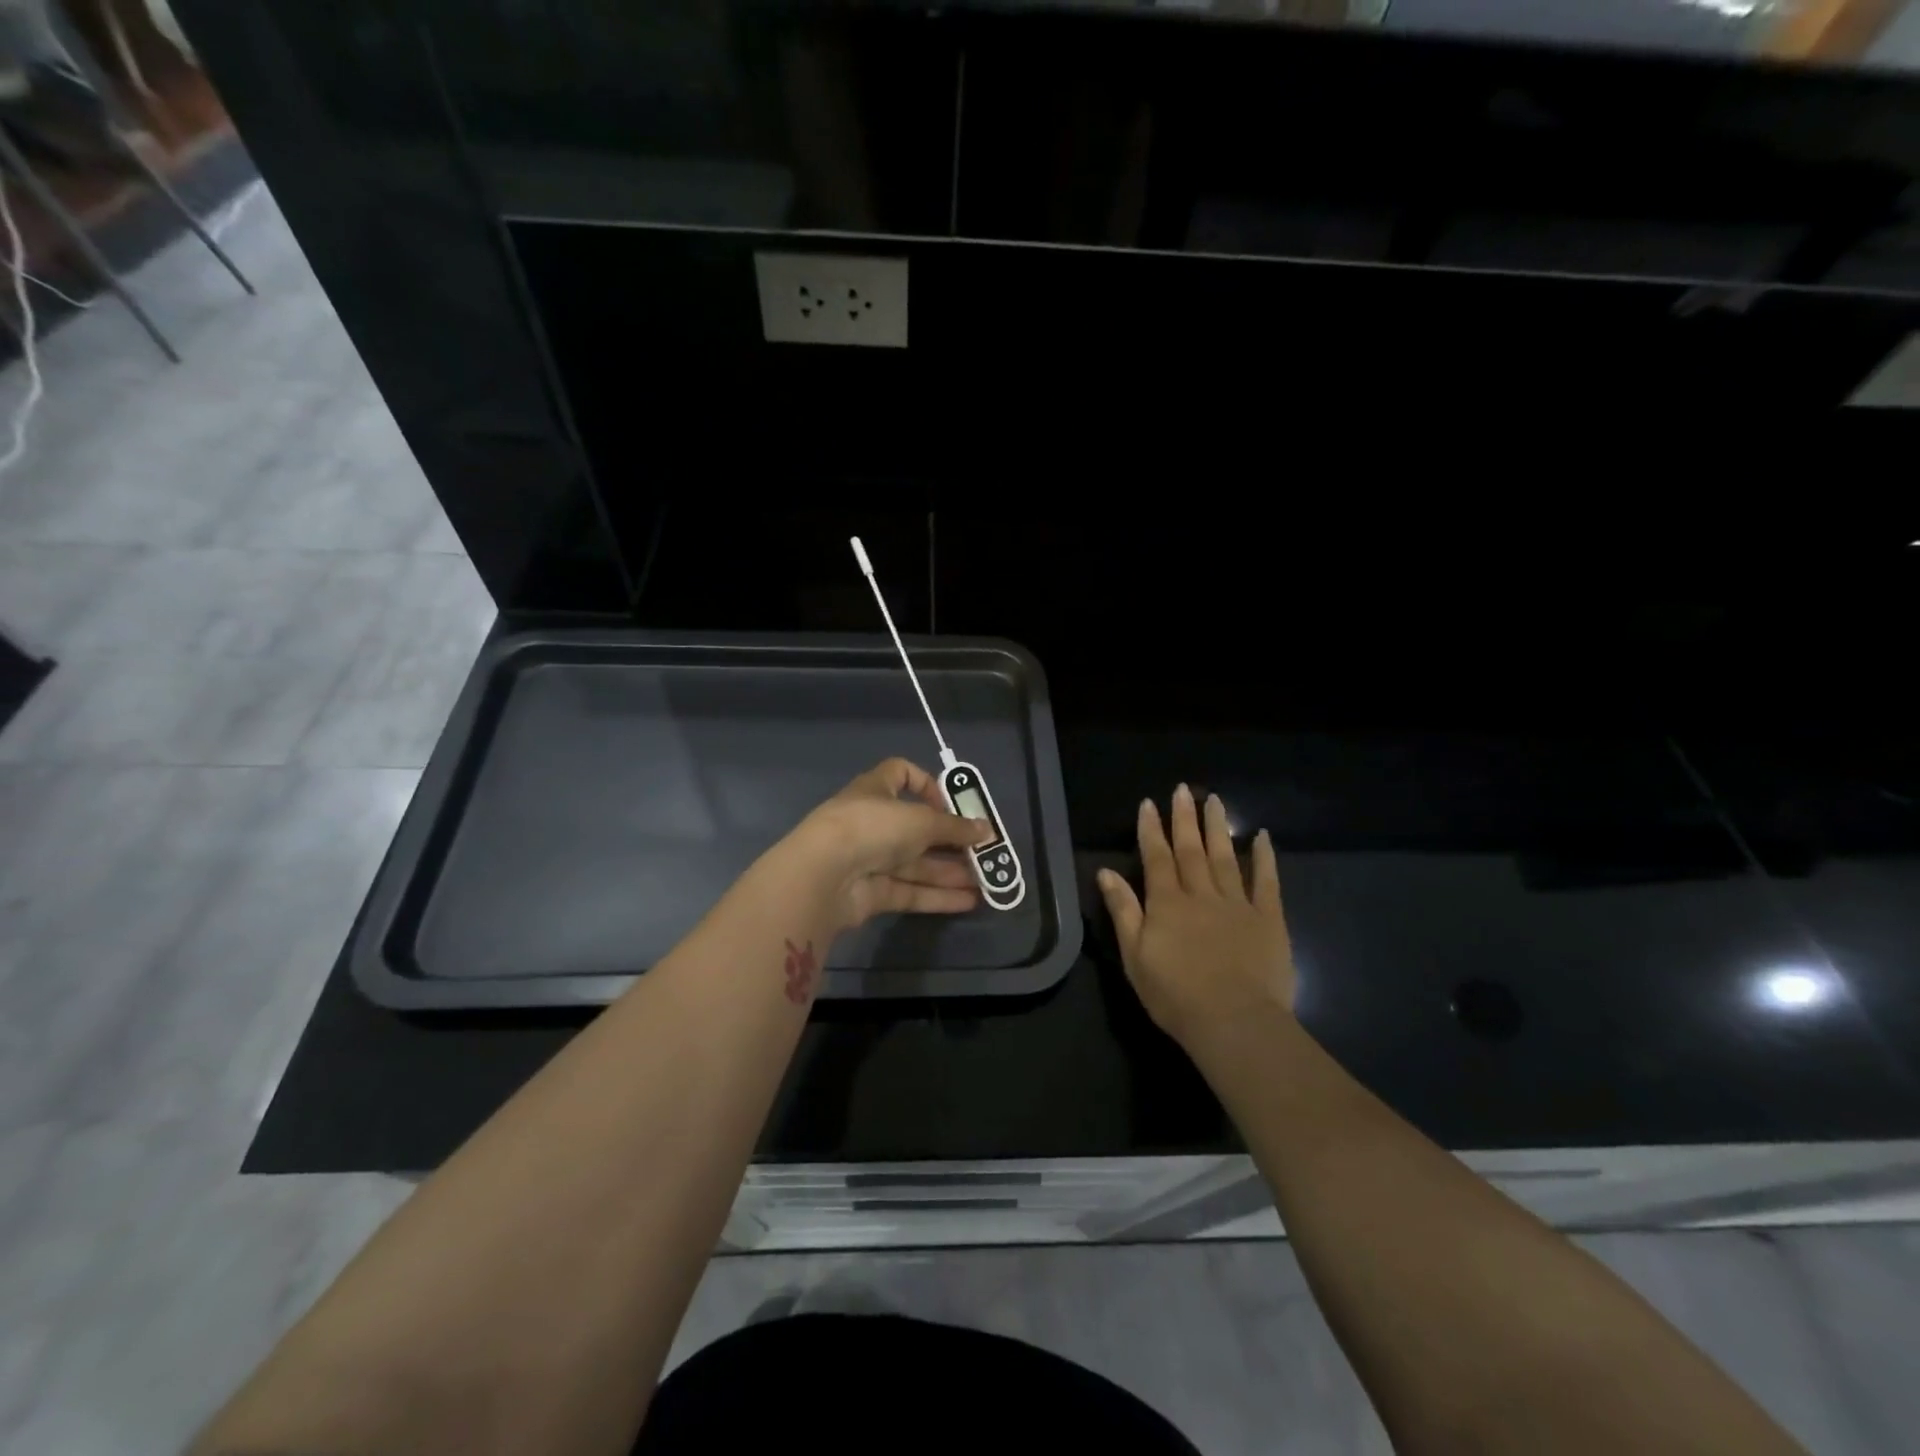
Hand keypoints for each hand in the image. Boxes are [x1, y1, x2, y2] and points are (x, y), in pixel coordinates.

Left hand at [781, 758, 993, 932]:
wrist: (823, 875)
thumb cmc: (872, 828)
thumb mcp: (921, 820)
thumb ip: (956, 828)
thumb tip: (987, 830)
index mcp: (876, 790)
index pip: (900, 774)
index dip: (927, 784)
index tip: (951, 803)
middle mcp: (872, 822)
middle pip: (916, 828)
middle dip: (949, 840)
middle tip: (981, 852)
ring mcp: (870, 859)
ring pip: (916, 864)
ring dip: (950, 871)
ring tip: (984, 881)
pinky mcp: (872, 893)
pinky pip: (910, 891)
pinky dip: (938, 895)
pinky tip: (969, 901)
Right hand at [1097, 783, 1295, 1044]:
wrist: (1234, 1022)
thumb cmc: (1175, 996)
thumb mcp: (1134, 956)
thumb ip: (1123, 911)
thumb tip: (1106, 872)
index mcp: (1167, 903)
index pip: (1156, 857)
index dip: (1151, 830)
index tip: (1149, 803)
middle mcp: (1201, 894)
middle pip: (1191, 849)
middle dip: (1184, 818)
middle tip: (1182, 789)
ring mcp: (1237, 904)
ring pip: (1225, 856)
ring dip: (1218, 827)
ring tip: (1214, 799)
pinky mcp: (1268, 919)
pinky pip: (1266, 881)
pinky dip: (1264, 857)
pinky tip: (1262, 836)